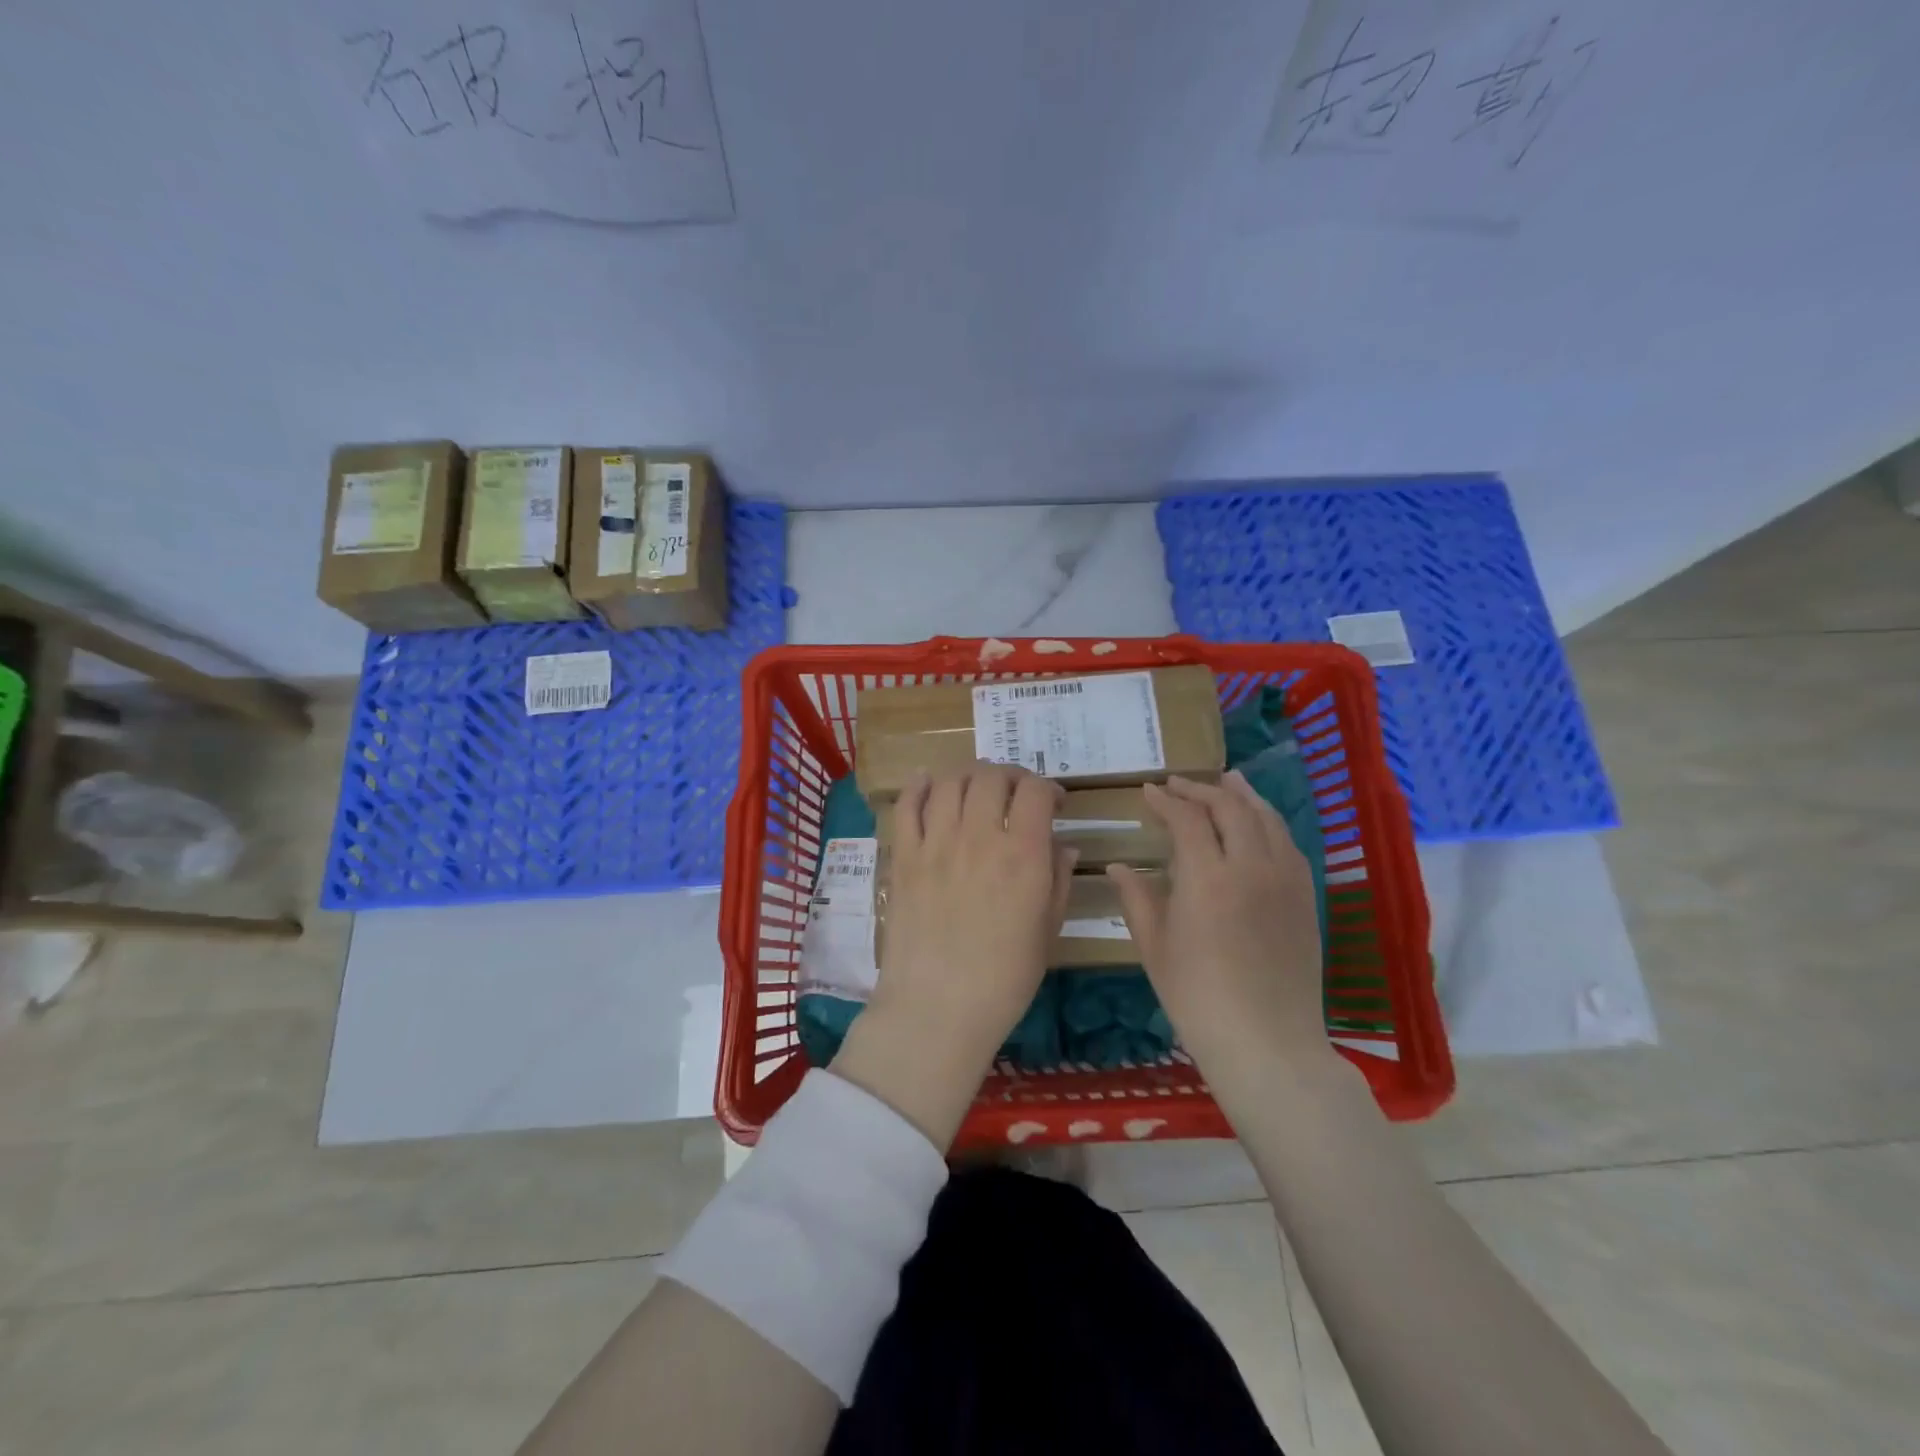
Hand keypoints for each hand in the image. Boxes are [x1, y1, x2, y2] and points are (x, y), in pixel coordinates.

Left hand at [831, 764, 1074, 1147]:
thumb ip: (1058, 880)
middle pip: (992, 776)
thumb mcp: (1047, 931)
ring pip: (950, 781)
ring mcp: (936, 843)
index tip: (1053, 803)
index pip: (1036, 791)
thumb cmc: (1004, 979)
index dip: (1048, 788)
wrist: (937, 1008)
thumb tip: (1064, 846)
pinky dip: (919, 786)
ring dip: (969, 775)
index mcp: (1022, 855)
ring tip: (976, 787)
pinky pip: (907, 805)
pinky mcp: (903, 856)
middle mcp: (978, 836)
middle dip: (1010, 776)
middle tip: (1015, 792)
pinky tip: (928, 782)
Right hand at [1108, 772, 1328, 1079]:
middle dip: (1200, 790)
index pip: (1187, 819)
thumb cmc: (1197, 998)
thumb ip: (1137, 898)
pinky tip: (1258, 824)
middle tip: (1177, 785)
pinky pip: (1288, 843)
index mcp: (1207, 878)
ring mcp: (1285, 879)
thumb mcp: (1154, 947)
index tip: (1148, 792)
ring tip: (1226, 780)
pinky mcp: (1306, 897)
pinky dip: (1268, 822)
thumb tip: (1119, 866)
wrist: (1267, 1043)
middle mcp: (1251, 866)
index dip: (1166, 800)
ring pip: (1265, 818)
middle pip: (1229, 806)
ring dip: (1241, 795)